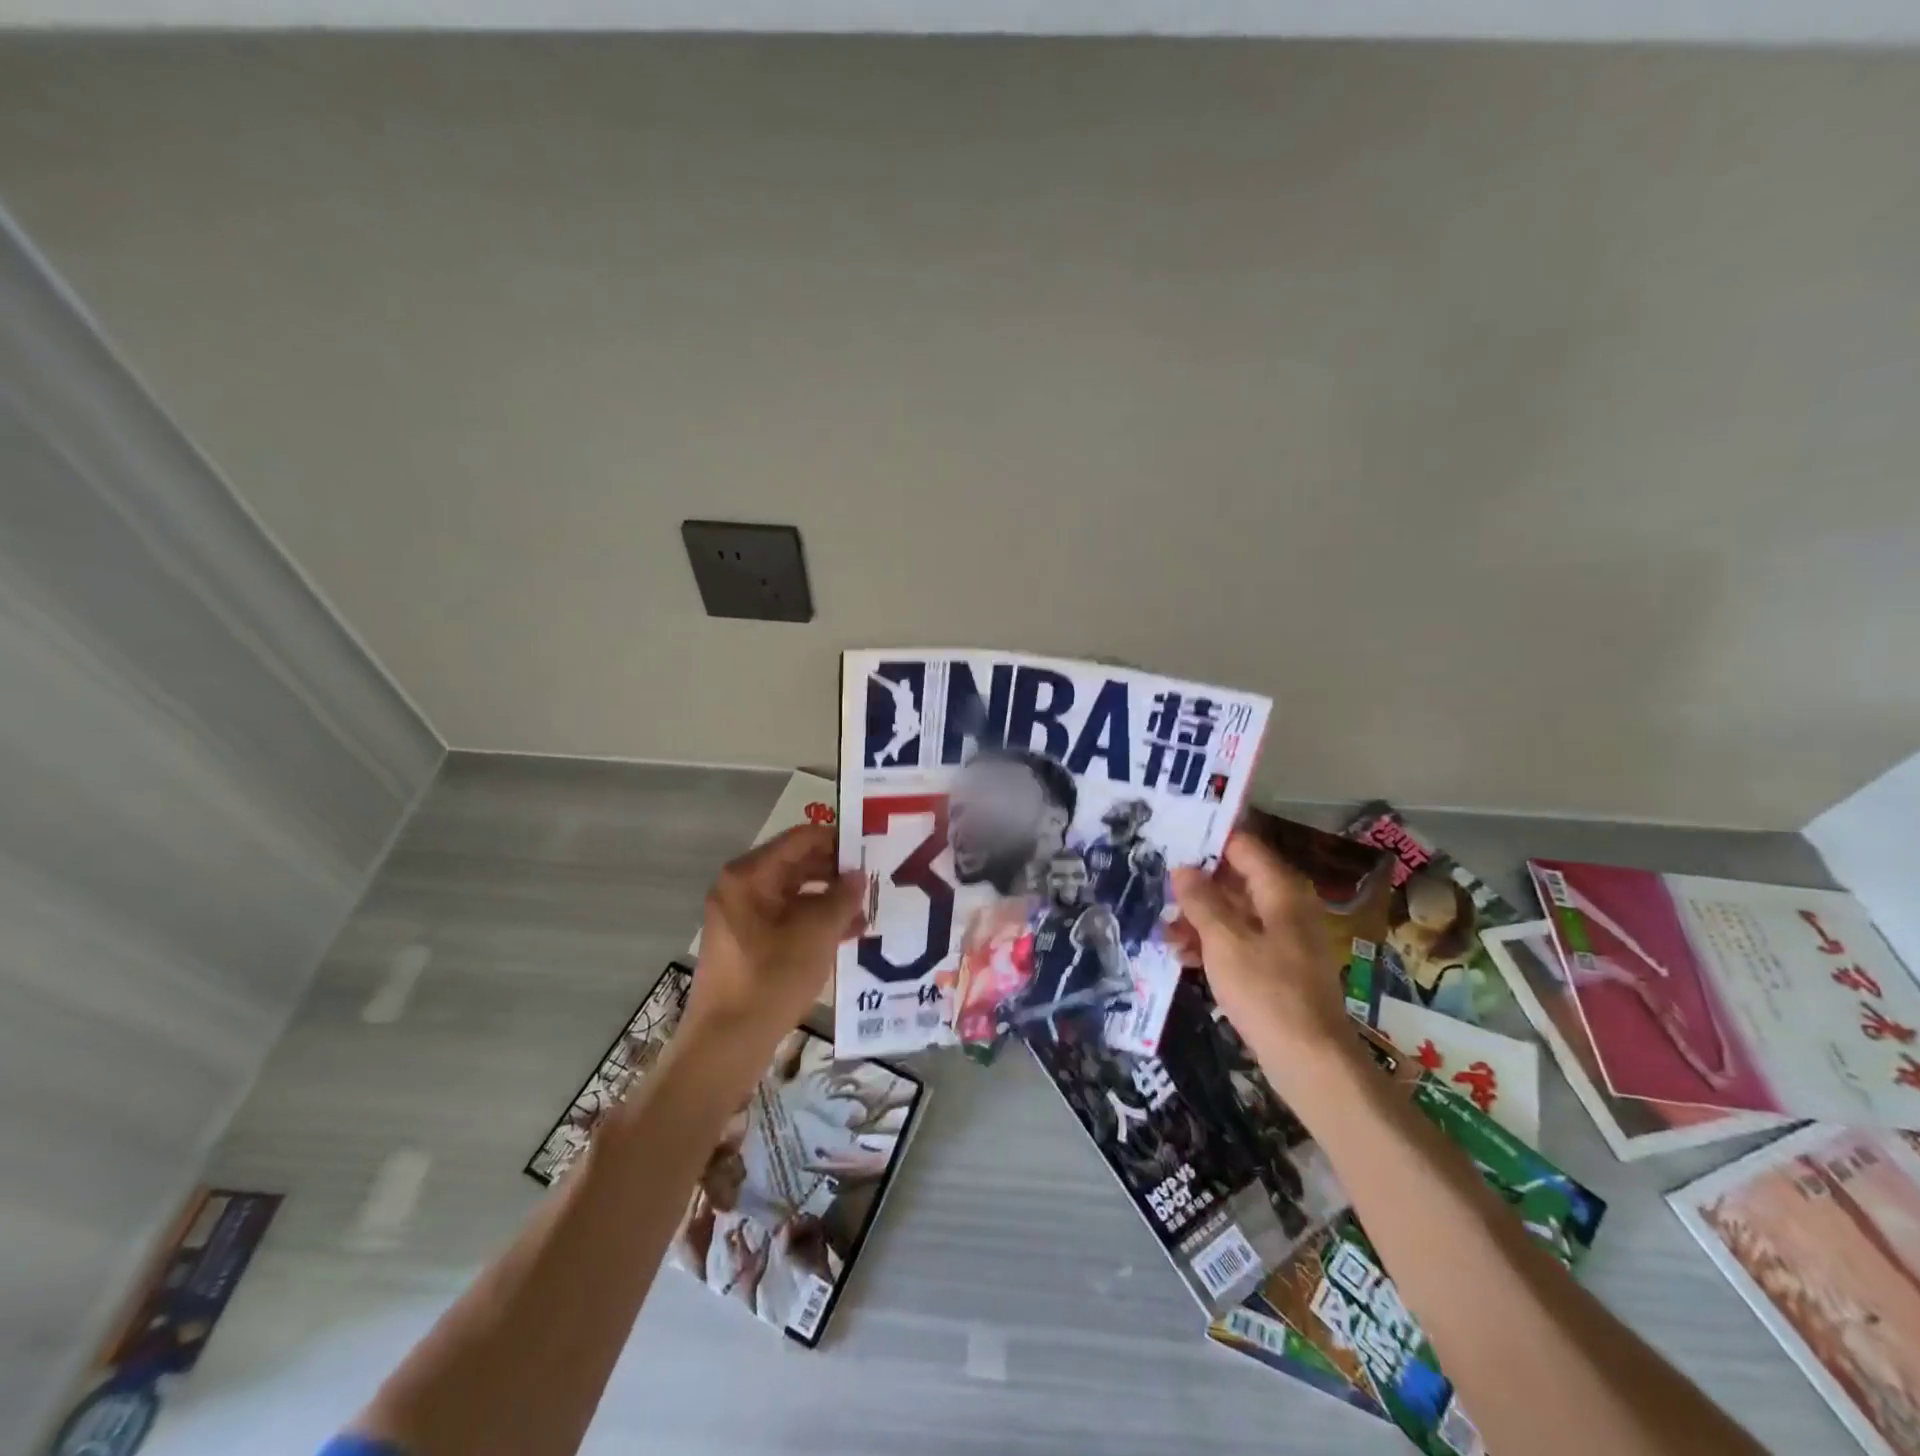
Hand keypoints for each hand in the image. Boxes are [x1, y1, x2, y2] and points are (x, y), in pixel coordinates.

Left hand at [684, 824, 863, 1062]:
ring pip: (795, 893)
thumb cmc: (771, 978)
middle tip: (875, 879)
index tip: (871, 847)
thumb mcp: (817, 934)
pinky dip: (815, 921)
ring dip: (830, 899)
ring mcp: (742, 915)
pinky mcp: (748, 942)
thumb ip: (842, 898)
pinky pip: (787, 918)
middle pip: (797, 864)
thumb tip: (858, 876)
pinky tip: (849, 934)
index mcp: (749, 875)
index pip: (801, 839)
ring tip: (869, 910)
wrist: (727, 1043)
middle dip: (836, 872)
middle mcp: (741, 887)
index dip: (838, 840)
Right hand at [1170, 831, 1354, 1090]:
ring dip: (1198, 919)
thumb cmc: (1267, 990)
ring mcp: (1282, 938)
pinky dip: (1212, 943)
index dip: (1207, 842)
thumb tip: (1182, 868)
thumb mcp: (1224, 941)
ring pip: (1234, 913)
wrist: (1310, 1060)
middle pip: (1236, 880)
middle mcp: (1285, 907)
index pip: (1242, 846)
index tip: (1170, 843)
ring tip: (1163, 931)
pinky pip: (1239, 941)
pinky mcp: (1276, 967)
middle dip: (1196, 886)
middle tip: (1157, 889)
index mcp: (1280, 891)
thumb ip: (1201, 901)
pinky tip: (1182, 955)